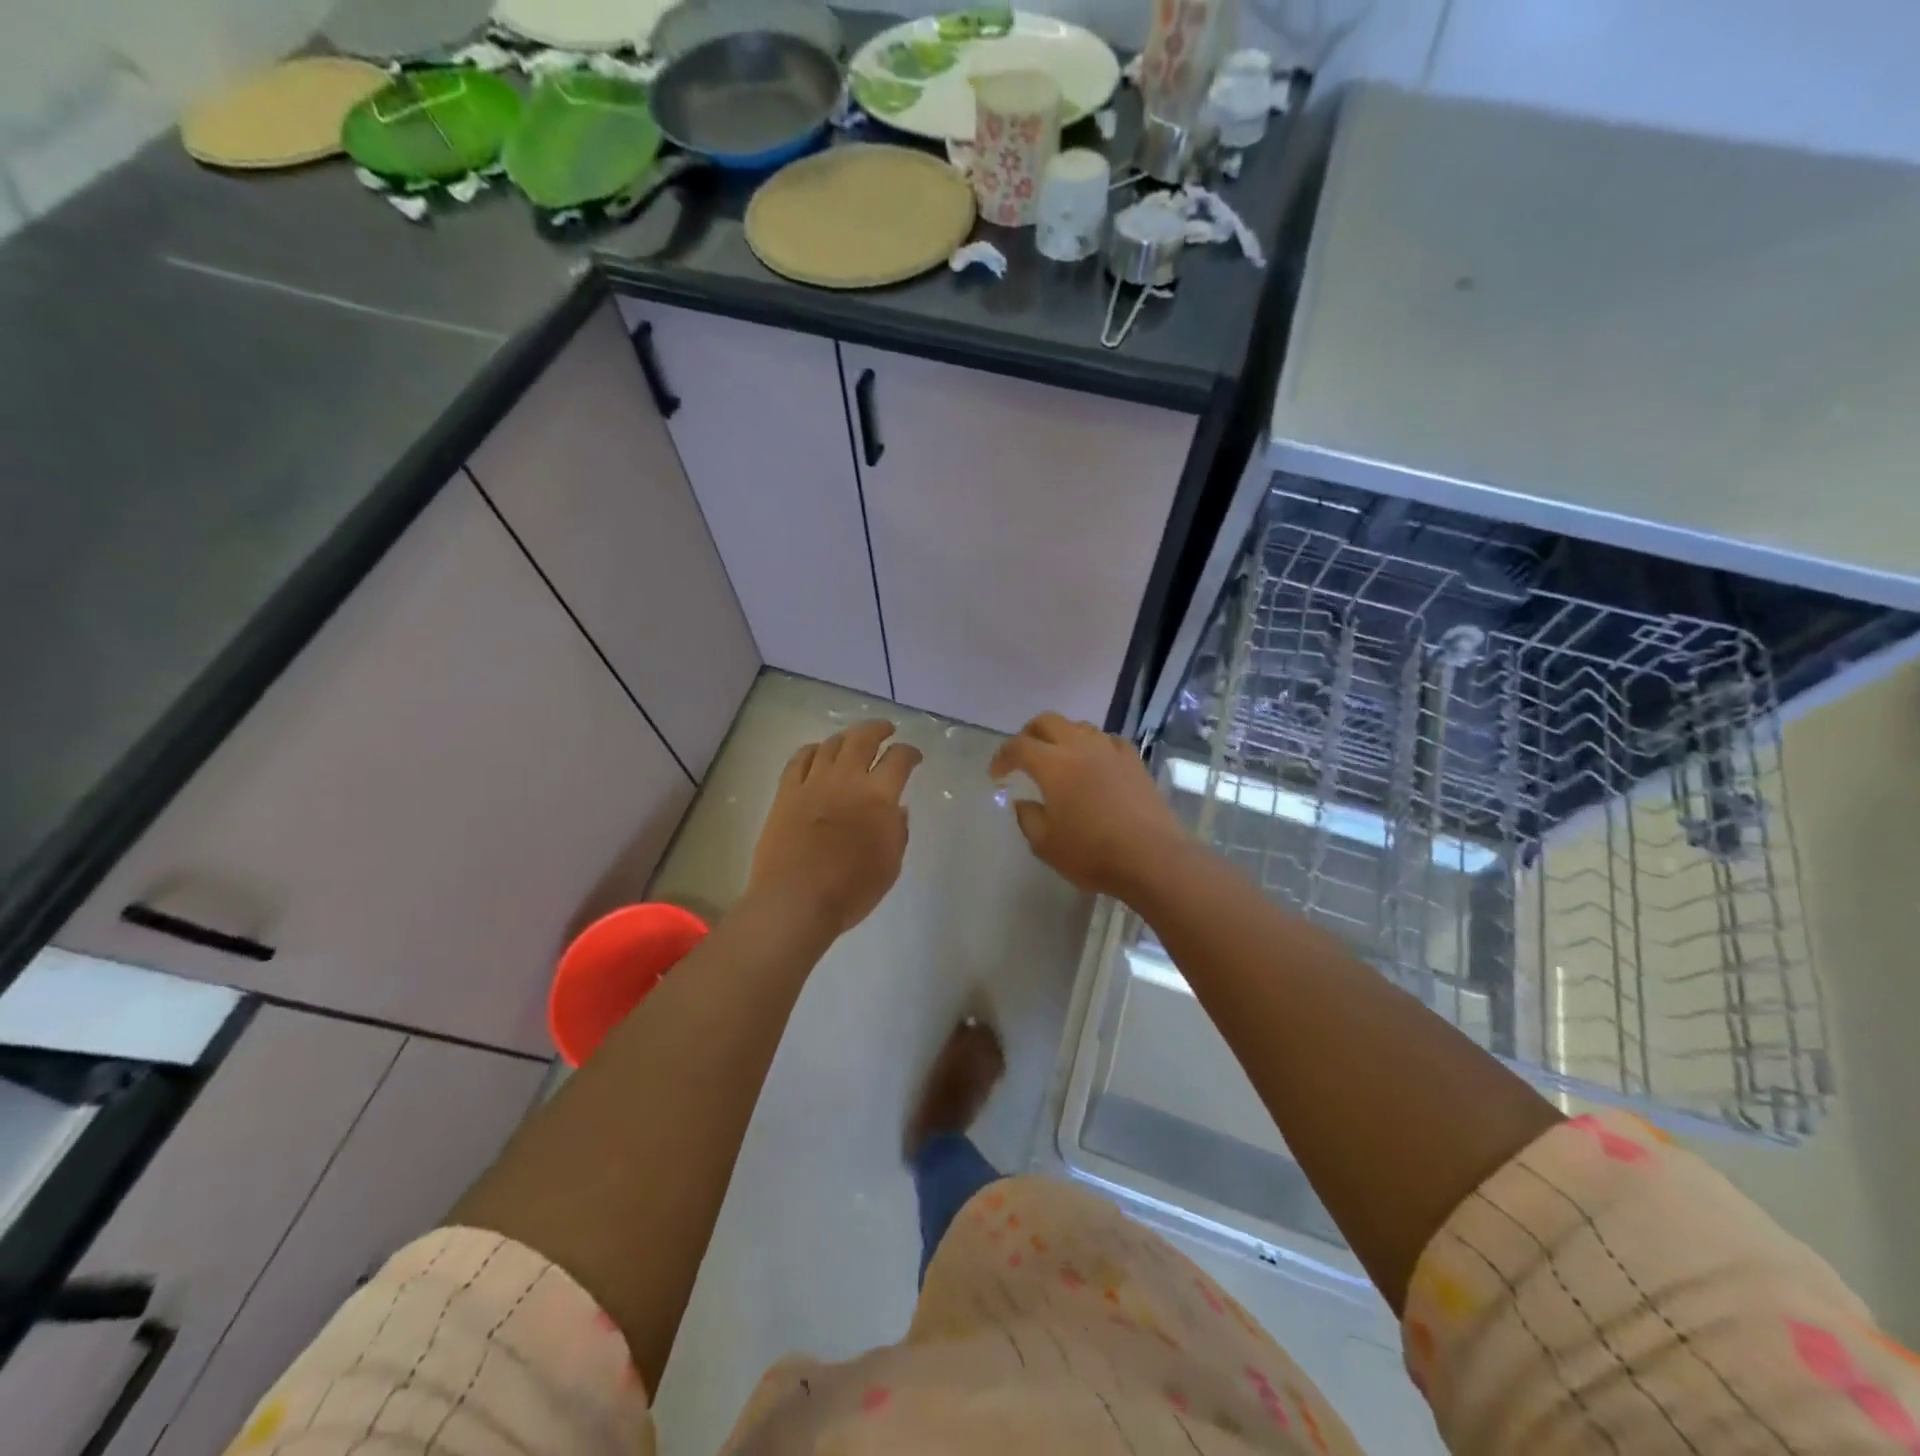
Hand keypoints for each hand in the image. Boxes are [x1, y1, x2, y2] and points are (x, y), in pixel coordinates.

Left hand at [747, 720, 922, 936]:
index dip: (910, 752)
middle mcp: (847, 779)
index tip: (914, 756)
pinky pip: (799, 759)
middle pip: (863, 738)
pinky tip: (816, 753)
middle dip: (879, 729)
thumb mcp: (890, 865)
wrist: (795, 901)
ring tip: (852, 741)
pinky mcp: (786, 793)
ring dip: (846, 738)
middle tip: (886, 730)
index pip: (899, 759)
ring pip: (831, 744)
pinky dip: (811, 750)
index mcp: (878, 796)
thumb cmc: (851, 890)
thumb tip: (897, 808)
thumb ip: (897, 831)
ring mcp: (813, 783)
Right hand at [989, 712, 1186, 898]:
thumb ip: (1028, 819)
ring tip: (1058, 757)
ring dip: (1062, 736)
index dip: (1002, 757)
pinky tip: (1095, 762)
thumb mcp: (1046, 845)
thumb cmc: (1092, 853)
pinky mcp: (1135, 762)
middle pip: (1048, 722)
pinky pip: (1109, 741)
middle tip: (1023, 755)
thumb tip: (1024, 802)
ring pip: (1080, 726)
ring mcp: (1111, 751)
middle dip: (1029, 734)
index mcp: (1053, 765)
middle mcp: (1080, 747)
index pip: (1018, 746)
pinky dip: (1094, 745)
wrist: (1151, 857)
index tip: (997, 775)